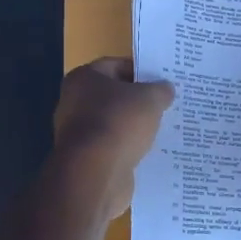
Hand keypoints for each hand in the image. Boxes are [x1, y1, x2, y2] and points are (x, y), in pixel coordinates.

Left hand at [53, 57, 174, 218]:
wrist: (95, 174)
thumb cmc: (119, 123)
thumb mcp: (150, 98)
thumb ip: (160, 90)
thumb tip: (165, 88)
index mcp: (84, 78)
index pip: (116, 65)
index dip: (141, 70)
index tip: (163, 79)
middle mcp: (74, 102)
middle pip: (114, 95)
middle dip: (139, 100)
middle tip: (166, 103)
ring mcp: (78, 133)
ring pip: (114, 123)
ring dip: (134, 126)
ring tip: (163, 127)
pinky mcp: (86, 159)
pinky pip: (113, 147)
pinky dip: (128, 148)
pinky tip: (150, 151)